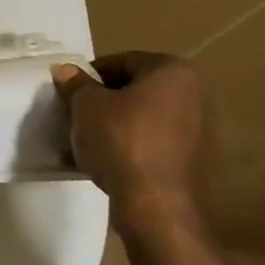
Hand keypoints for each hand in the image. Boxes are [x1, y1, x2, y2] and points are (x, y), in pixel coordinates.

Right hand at [52, 53, 206, 225]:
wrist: (155, 203)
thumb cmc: (121, 141)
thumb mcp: (86, 106)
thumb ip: (76, 84)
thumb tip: (65, 70)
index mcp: (172, 71)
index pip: (122, 61)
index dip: (90, 75)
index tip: (69, 92)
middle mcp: (194, 93)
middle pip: (136, 88)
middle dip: (104, 99)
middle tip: (76, 114)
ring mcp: (199, 128)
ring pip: (144, 116)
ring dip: (117, 123)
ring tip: (89, 139)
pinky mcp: (194, 159)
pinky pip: (154, 141)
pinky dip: (132, 144)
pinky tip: (109, 159)